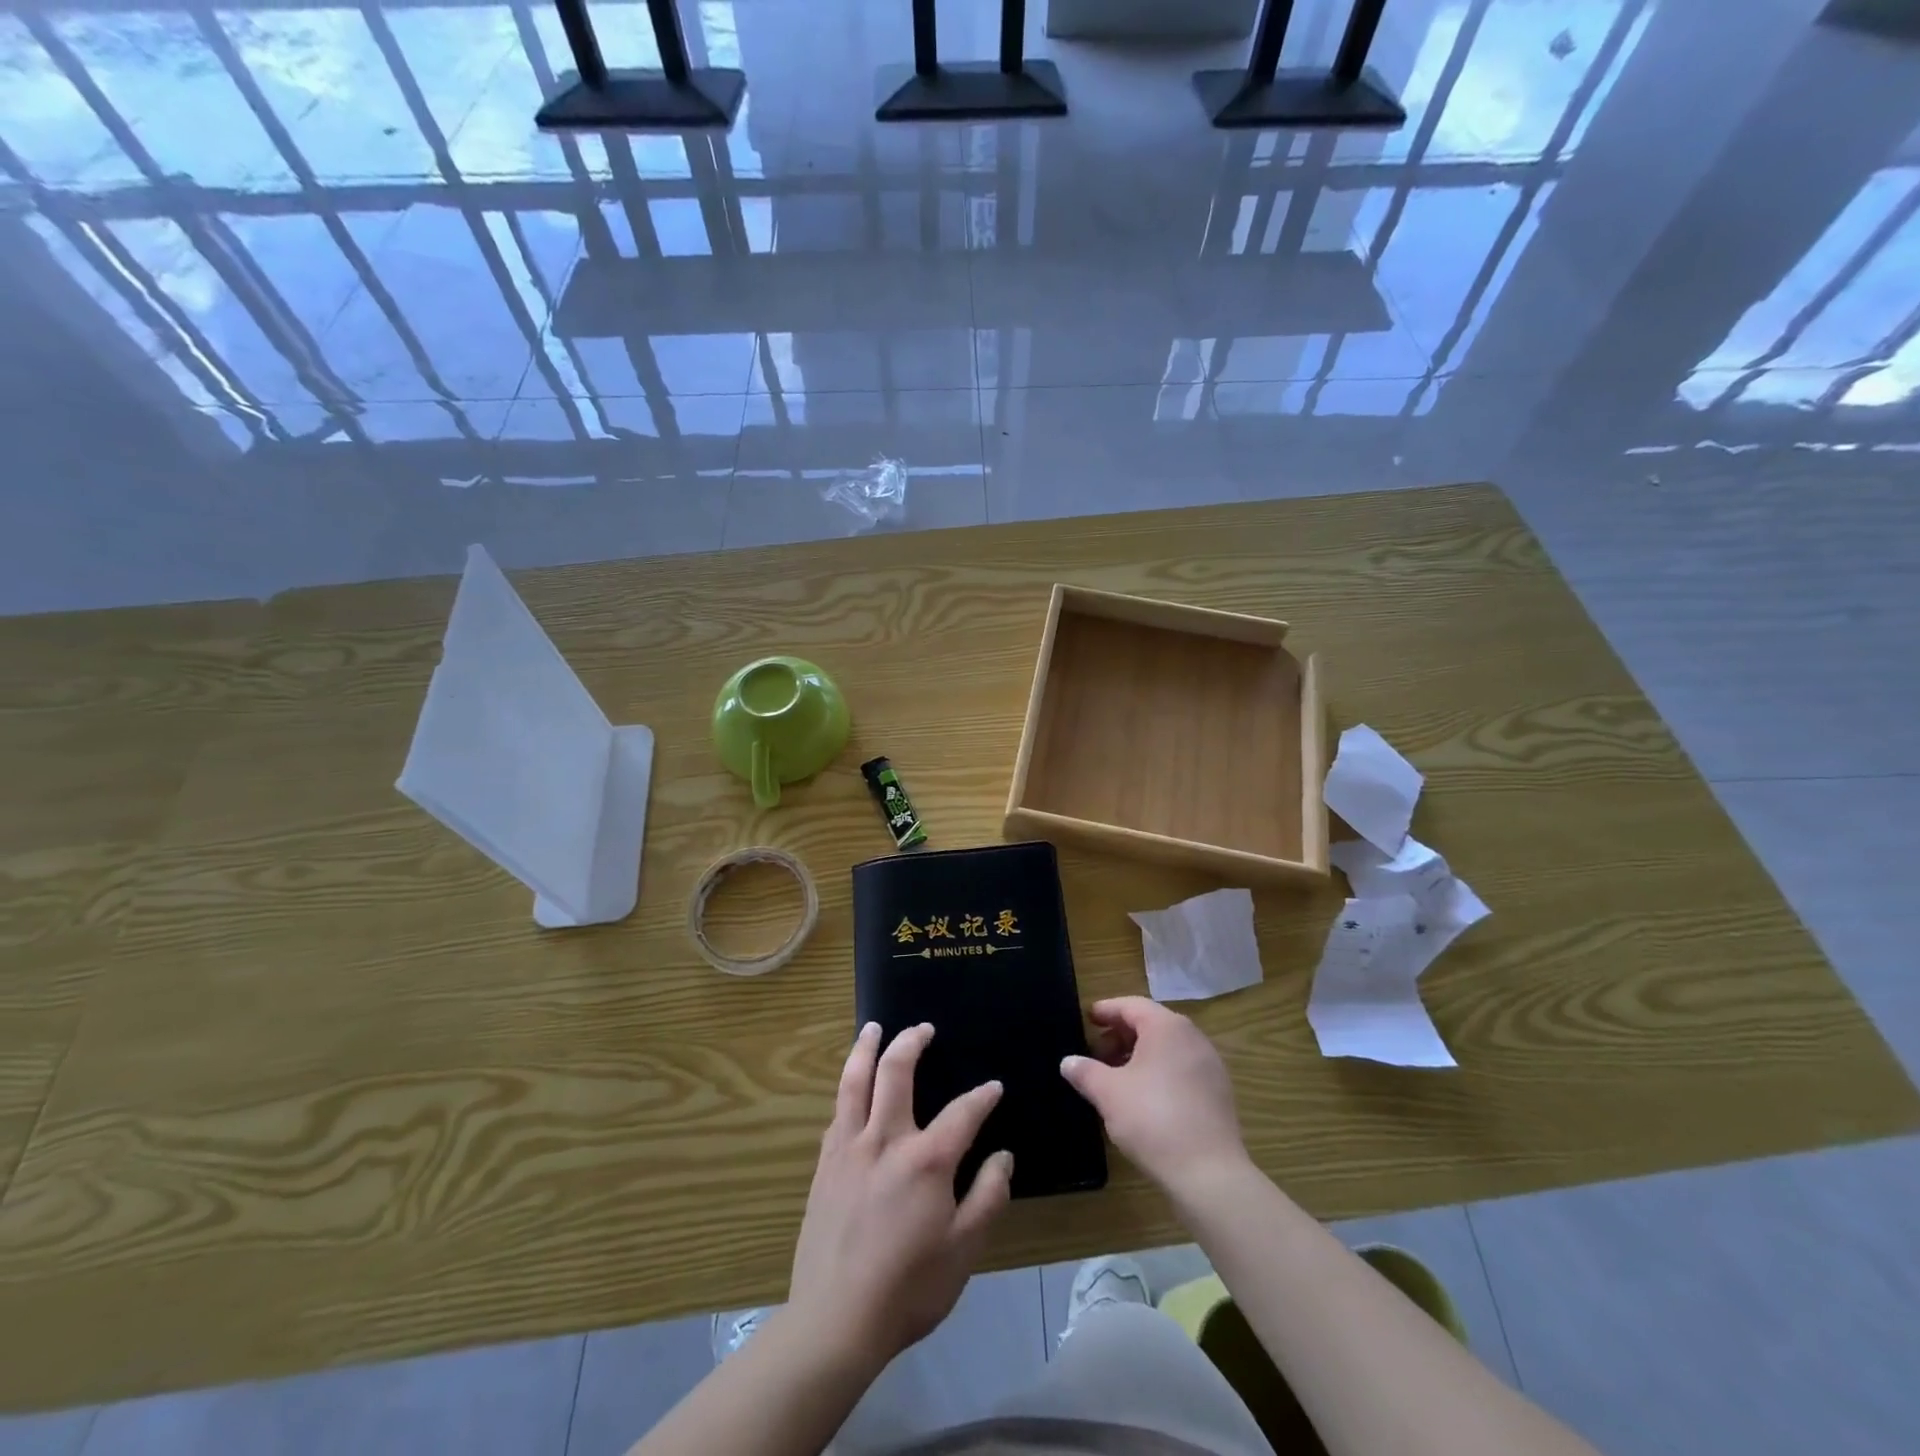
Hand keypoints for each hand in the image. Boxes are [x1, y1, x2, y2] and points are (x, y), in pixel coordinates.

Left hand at [787, 1022, 1012, 1370]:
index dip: (982, 1097)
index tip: (994, 1087)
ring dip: (866, 1048)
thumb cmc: (909, 1287)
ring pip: (855, 1081)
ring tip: (873, 1028)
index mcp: (925, 1159)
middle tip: (923, 1028)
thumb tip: (1003, 1156)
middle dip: (911, 1042)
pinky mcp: (824, 1164)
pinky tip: (852, 1088)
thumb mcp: (964, 1250)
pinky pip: (838, 1112)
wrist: (835, 1320)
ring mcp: (848, 1148)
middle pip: (896, 1071)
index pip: (962, 1112)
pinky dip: (848, 1088)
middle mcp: (885, 1139)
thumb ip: (988, 1196)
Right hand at [1060, 997, 1249, 1195]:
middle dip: (1121, 1035)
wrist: (1209, 1174)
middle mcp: (1192, 1038)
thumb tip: (1068, 1062)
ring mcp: (1210, 1065)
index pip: (1131, 1006)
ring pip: (1167, 1048)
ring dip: (1139, 1055)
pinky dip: (1159, 1072)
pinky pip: (1182, 1069)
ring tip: (1116, 1077)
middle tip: (1096, 1053)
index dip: (1106, 1010)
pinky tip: (1143, 1098)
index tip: (1087, 1018)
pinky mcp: (1218, 1093)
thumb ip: (1085, 1072)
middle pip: (1151, 1024)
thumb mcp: (1108, 1093)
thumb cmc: (1153, 1120)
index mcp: (1167, 1027)